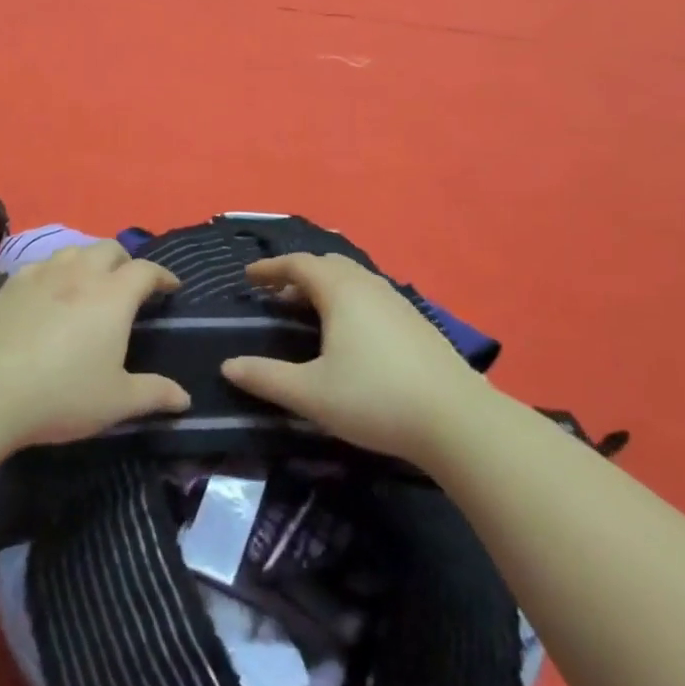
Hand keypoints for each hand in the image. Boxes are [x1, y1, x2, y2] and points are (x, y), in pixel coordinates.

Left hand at [0, 240, 189, 446]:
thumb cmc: (61, 394)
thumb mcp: (116, 402)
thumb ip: (154, 395)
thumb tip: (185, 398)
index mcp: (112, 296)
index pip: (146, 270)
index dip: (163, 275)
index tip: (171, 287)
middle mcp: (79, 274)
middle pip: (109, 248)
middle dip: (125, 261)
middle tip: (129, 285)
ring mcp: (41, 275)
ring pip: (73, 251)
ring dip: (89, 261)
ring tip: (90, 283)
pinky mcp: (10, 285)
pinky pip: (41, 265)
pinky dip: (56, 272)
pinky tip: (49, 293)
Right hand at [220, 253, 487, 466]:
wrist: (456, 420)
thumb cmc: (375, 399)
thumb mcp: (311, 393)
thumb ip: (266, 378)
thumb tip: (228, 366)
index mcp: (341, 292)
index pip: (299, 264)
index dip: (270, 268)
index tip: (248, 276)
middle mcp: (370, 287)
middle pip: (328, 265)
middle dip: (298, 275)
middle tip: (276, 296)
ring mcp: (398, 303)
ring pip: (354, 280)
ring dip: (325, 288)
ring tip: (308, 313)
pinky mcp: (417, 323)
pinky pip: (372, 296)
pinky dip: (348, 301)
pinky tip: (350, 334)